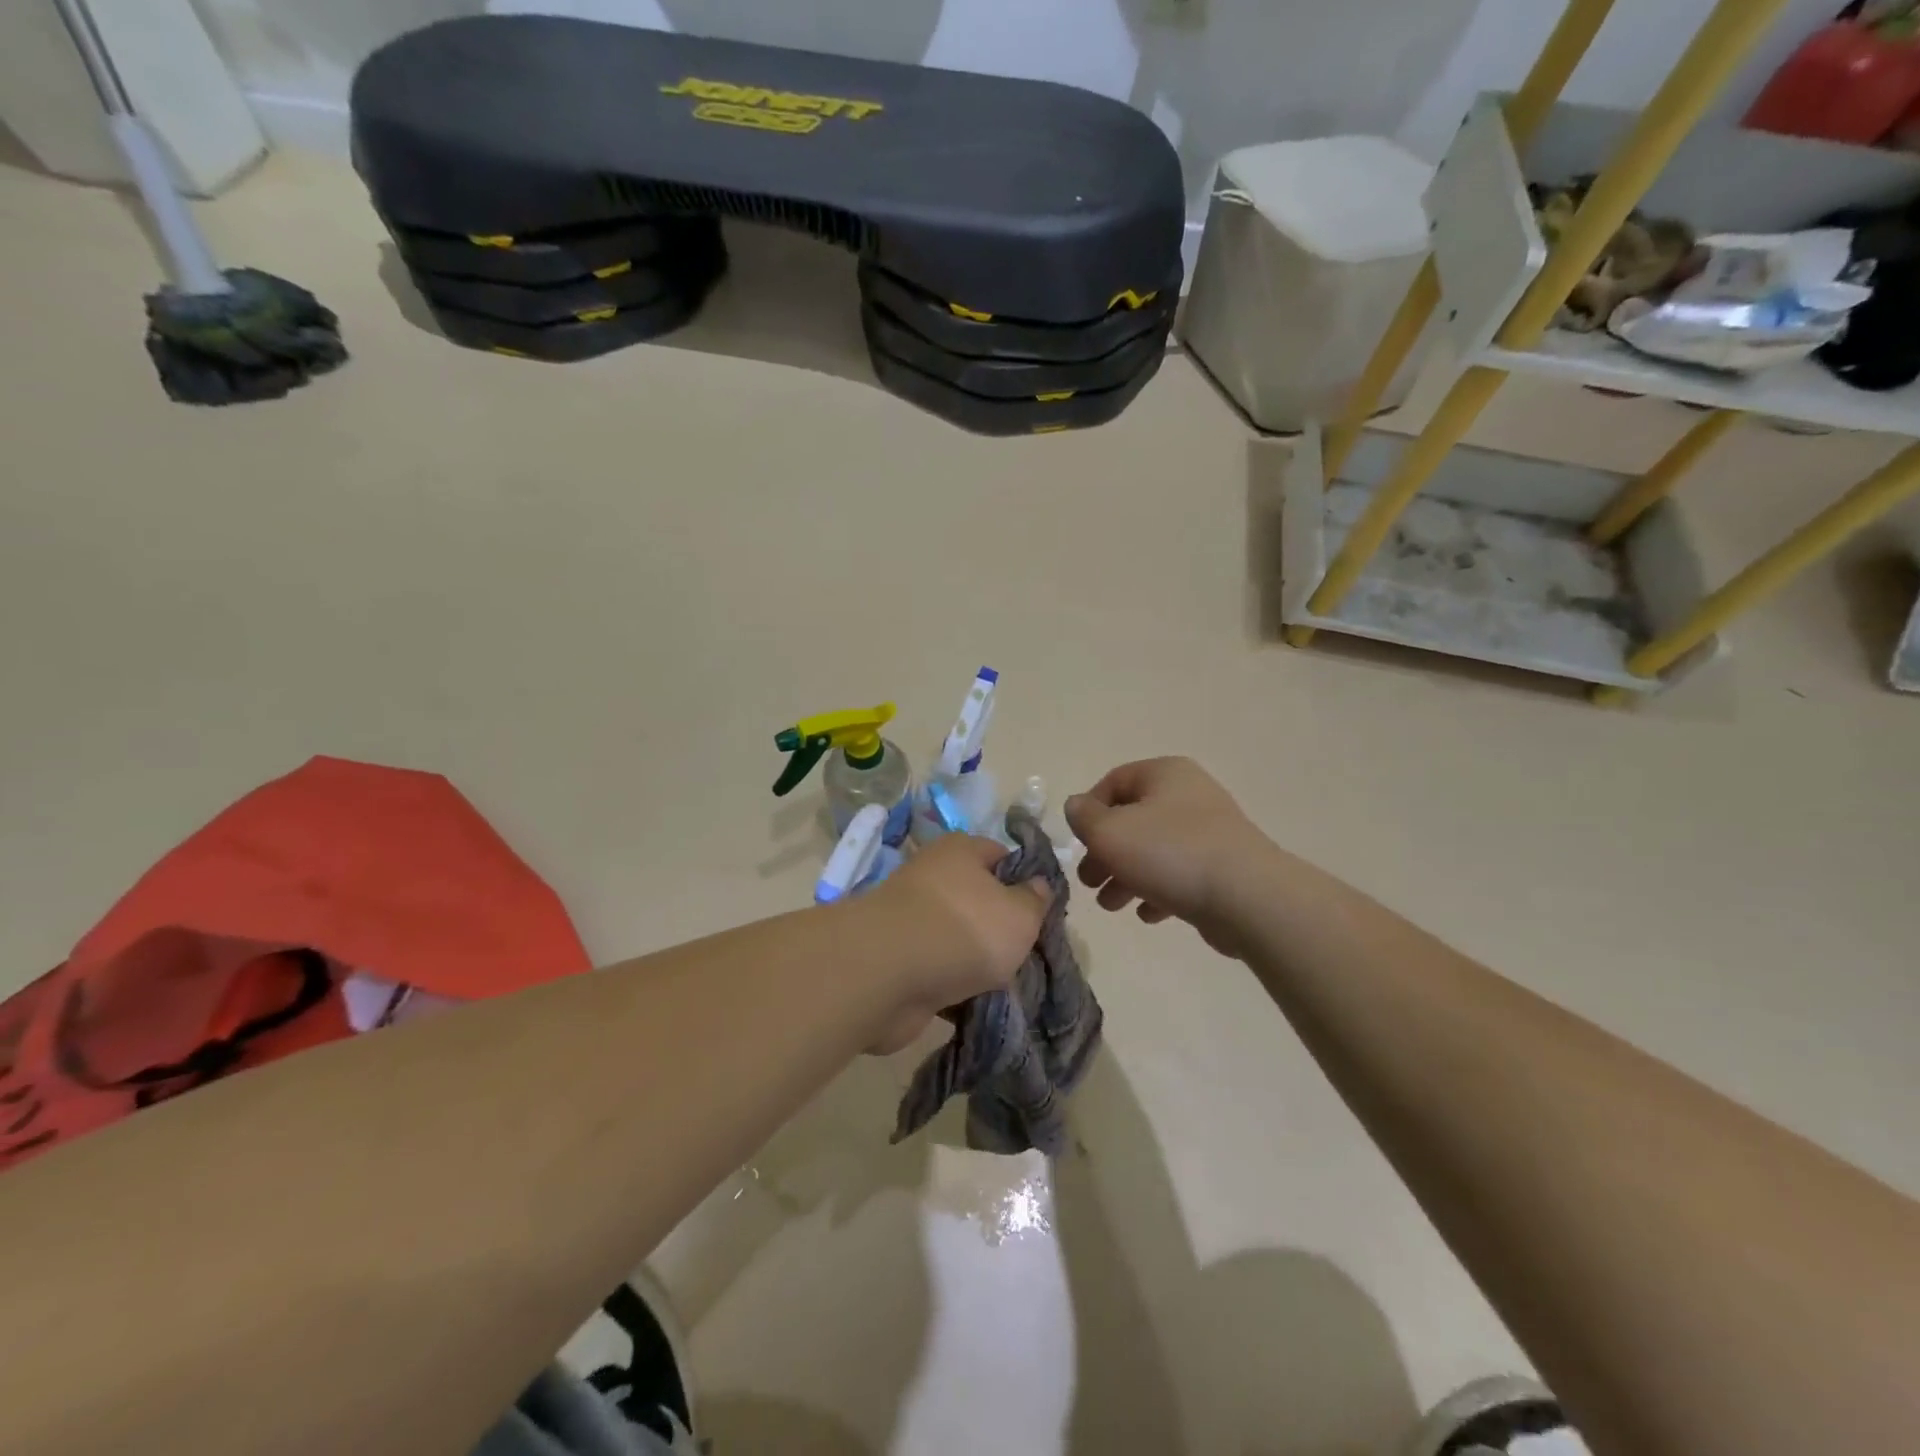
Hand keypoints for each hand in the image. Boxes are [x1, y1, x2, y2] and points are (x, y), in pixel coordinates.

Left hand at [857, 834, 1051, 1053]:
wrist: (888, 974)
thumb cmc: (964, 930)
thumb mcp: (1020, 914)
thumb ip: (1035, 900)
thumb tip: (1037, 884)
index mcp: (960, 851)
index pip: (1000, 856)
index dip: (1024, 880)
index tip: (1042, 912)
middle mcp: (932, 877)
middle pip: (978, 901)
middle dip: (1001, 929)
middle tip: (1027, 955)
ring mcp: (911, 920)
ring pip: (958, 940)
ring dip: (977, 963)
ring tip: (1007, 987)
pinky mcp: (897, 960)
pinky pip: (937, 971)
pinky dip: (953, 988)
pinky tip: (975, 1005)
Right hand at [1065, 758, 1273, 956]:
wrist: (1246, 897)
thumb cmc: (1168, 853)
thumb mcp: (1109, 832)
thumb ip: (1083, 817)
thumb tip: (1077, 807)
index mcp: (1164, 774)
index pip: (1113, 782)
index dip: (1088, 811)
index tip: (1078, 843)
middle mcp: (1189, 795)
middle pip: (1132, 820)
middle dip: (1105, 852)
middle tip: (1089, 881)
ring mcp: (1210, 832)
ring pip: (1153, 850)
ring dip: (1126, 876)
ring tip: (1111, 905)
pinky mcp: (1223, 867)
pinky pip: (1179, 873)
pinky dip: (1157, 890)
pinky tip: (1147, 914)